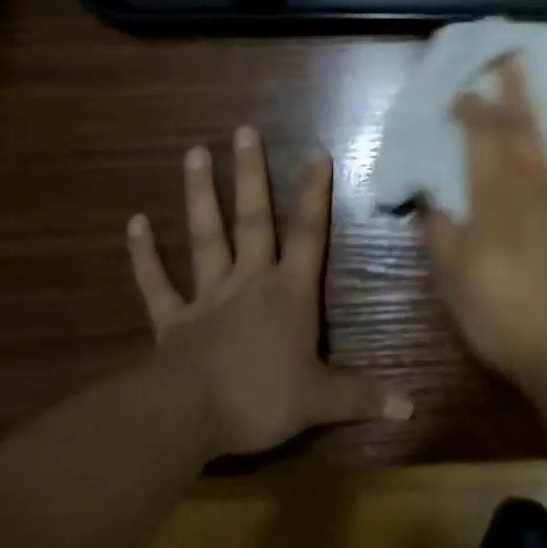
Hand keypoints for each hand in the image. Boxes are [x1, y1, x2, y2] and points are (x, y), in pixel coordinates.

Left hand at [128, 127, 411, 456]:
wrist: (188, 417)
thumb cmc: (262, 398)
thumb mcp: (322, 400)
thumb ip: (365, 395)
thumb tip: (412, 406)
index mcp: (289, 293)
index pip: (309, 235)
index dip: (315, 194)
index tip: (316, 152)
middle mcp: (250, 282)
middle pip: (254, 220)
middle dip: (252, 175)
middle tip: (244, 130)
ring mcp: (207, 297)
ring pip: (205, 237)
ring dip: (201, 196)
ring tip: (195, 153)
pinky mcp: (173, 320)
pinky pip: (157, 283)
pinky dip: (144, 254)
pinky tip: (134, 222)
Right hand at [428, 56, 546, 399]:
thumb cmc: (508, 319)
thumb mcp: (455, 282)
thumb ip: (442, 235)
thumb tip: (432, 201)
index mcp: (497, 199)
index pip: (482, 139)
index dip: (473, 110)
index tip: (465, 89)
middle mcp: (539, 186)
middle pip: (526, 127)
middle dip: (517, 88)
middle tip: (513, 53)